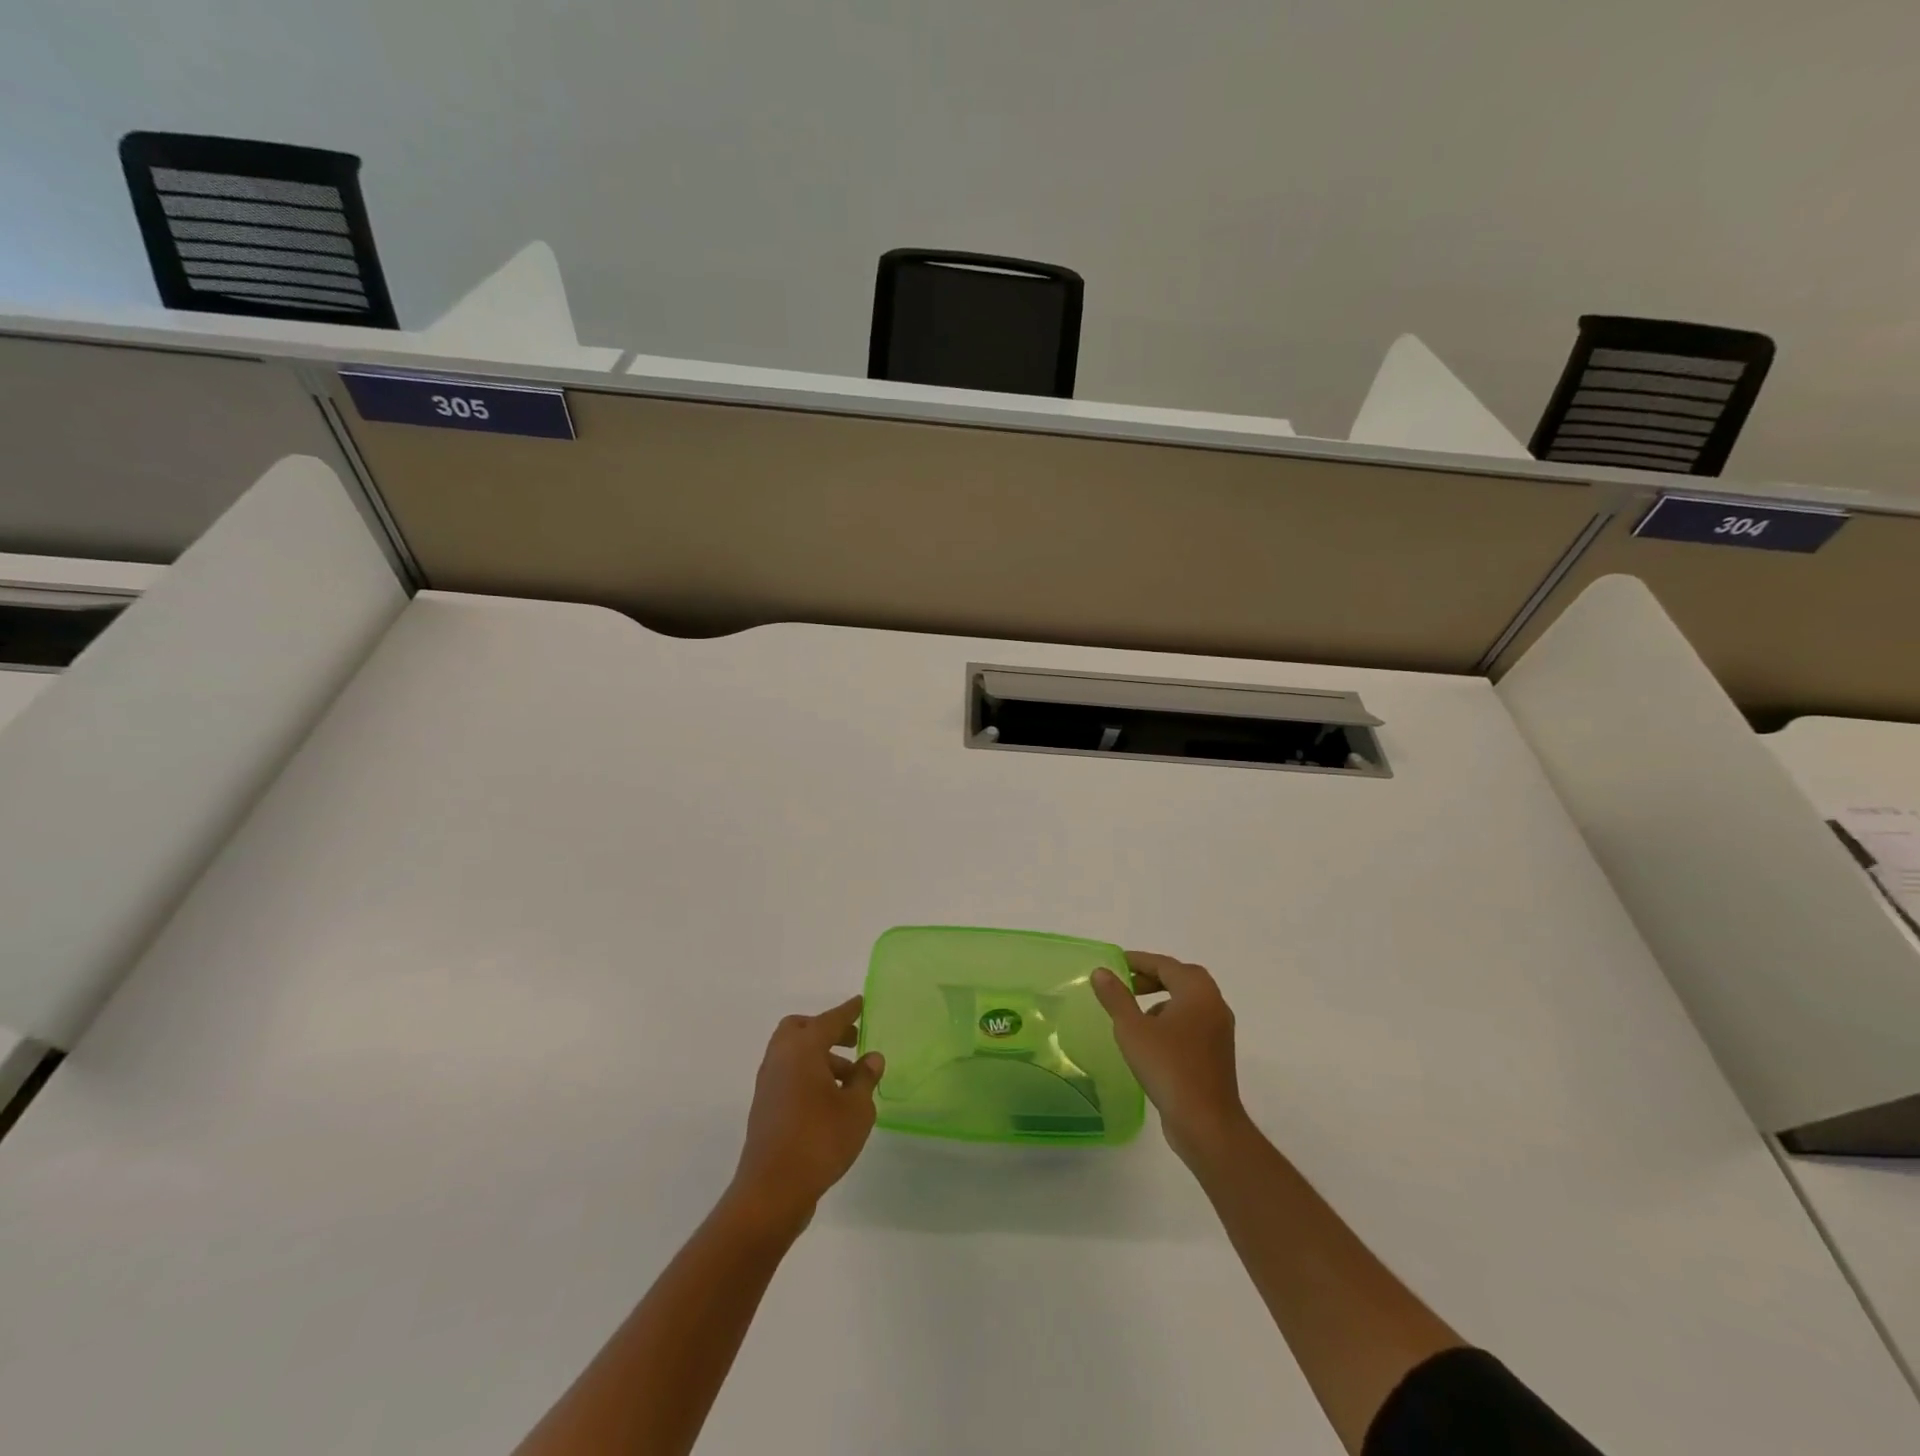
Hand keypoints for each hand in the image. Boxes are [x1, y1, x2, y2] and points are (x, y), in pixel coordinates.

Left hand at [728, 994, 884, 1232]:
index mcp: (802, 1049)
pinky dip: (808, 1075)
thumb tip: (872, 1058)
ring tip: (850, 1080)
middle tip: (852, 1041)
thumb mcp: (856, 1109)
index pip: (829, 1020)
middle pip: (800, 1029)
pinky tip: (830, 1100)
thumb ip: (865, 1078)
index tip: (861, 1002)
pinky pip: (788, 1075)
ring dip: (819, 1056)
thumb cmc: (820, 1140)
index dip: (848, 1011)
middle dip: (826, 1030)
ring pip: (793, 1054)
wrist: (773, 1190)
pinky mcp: (764, 1107)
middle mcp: (780, 1059)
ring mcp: (768, 1083)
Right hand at [1092, 952, 1247, 1164]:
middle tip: (1126, 984)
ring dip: (1162, 999)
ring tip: (1135, 1013)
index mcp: (1197, 991)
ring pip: (1188, 1002)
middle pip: (1181, 978)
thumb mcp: (1132, 1029)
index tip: (1115, 963)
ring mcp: (1219, 1030)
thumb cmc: (1168, 1067)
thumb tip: (1101, 972)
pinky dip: (1172, 1020)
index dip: (1139, 961)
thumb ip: (1116, 997)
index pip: (1165, 964)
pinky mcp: (1217, 1053)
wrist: (1206, 1123)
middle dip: (1152, 977)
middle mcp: (1214, 1004)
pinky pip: (1192, 1023)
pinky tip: (1151, 1040)